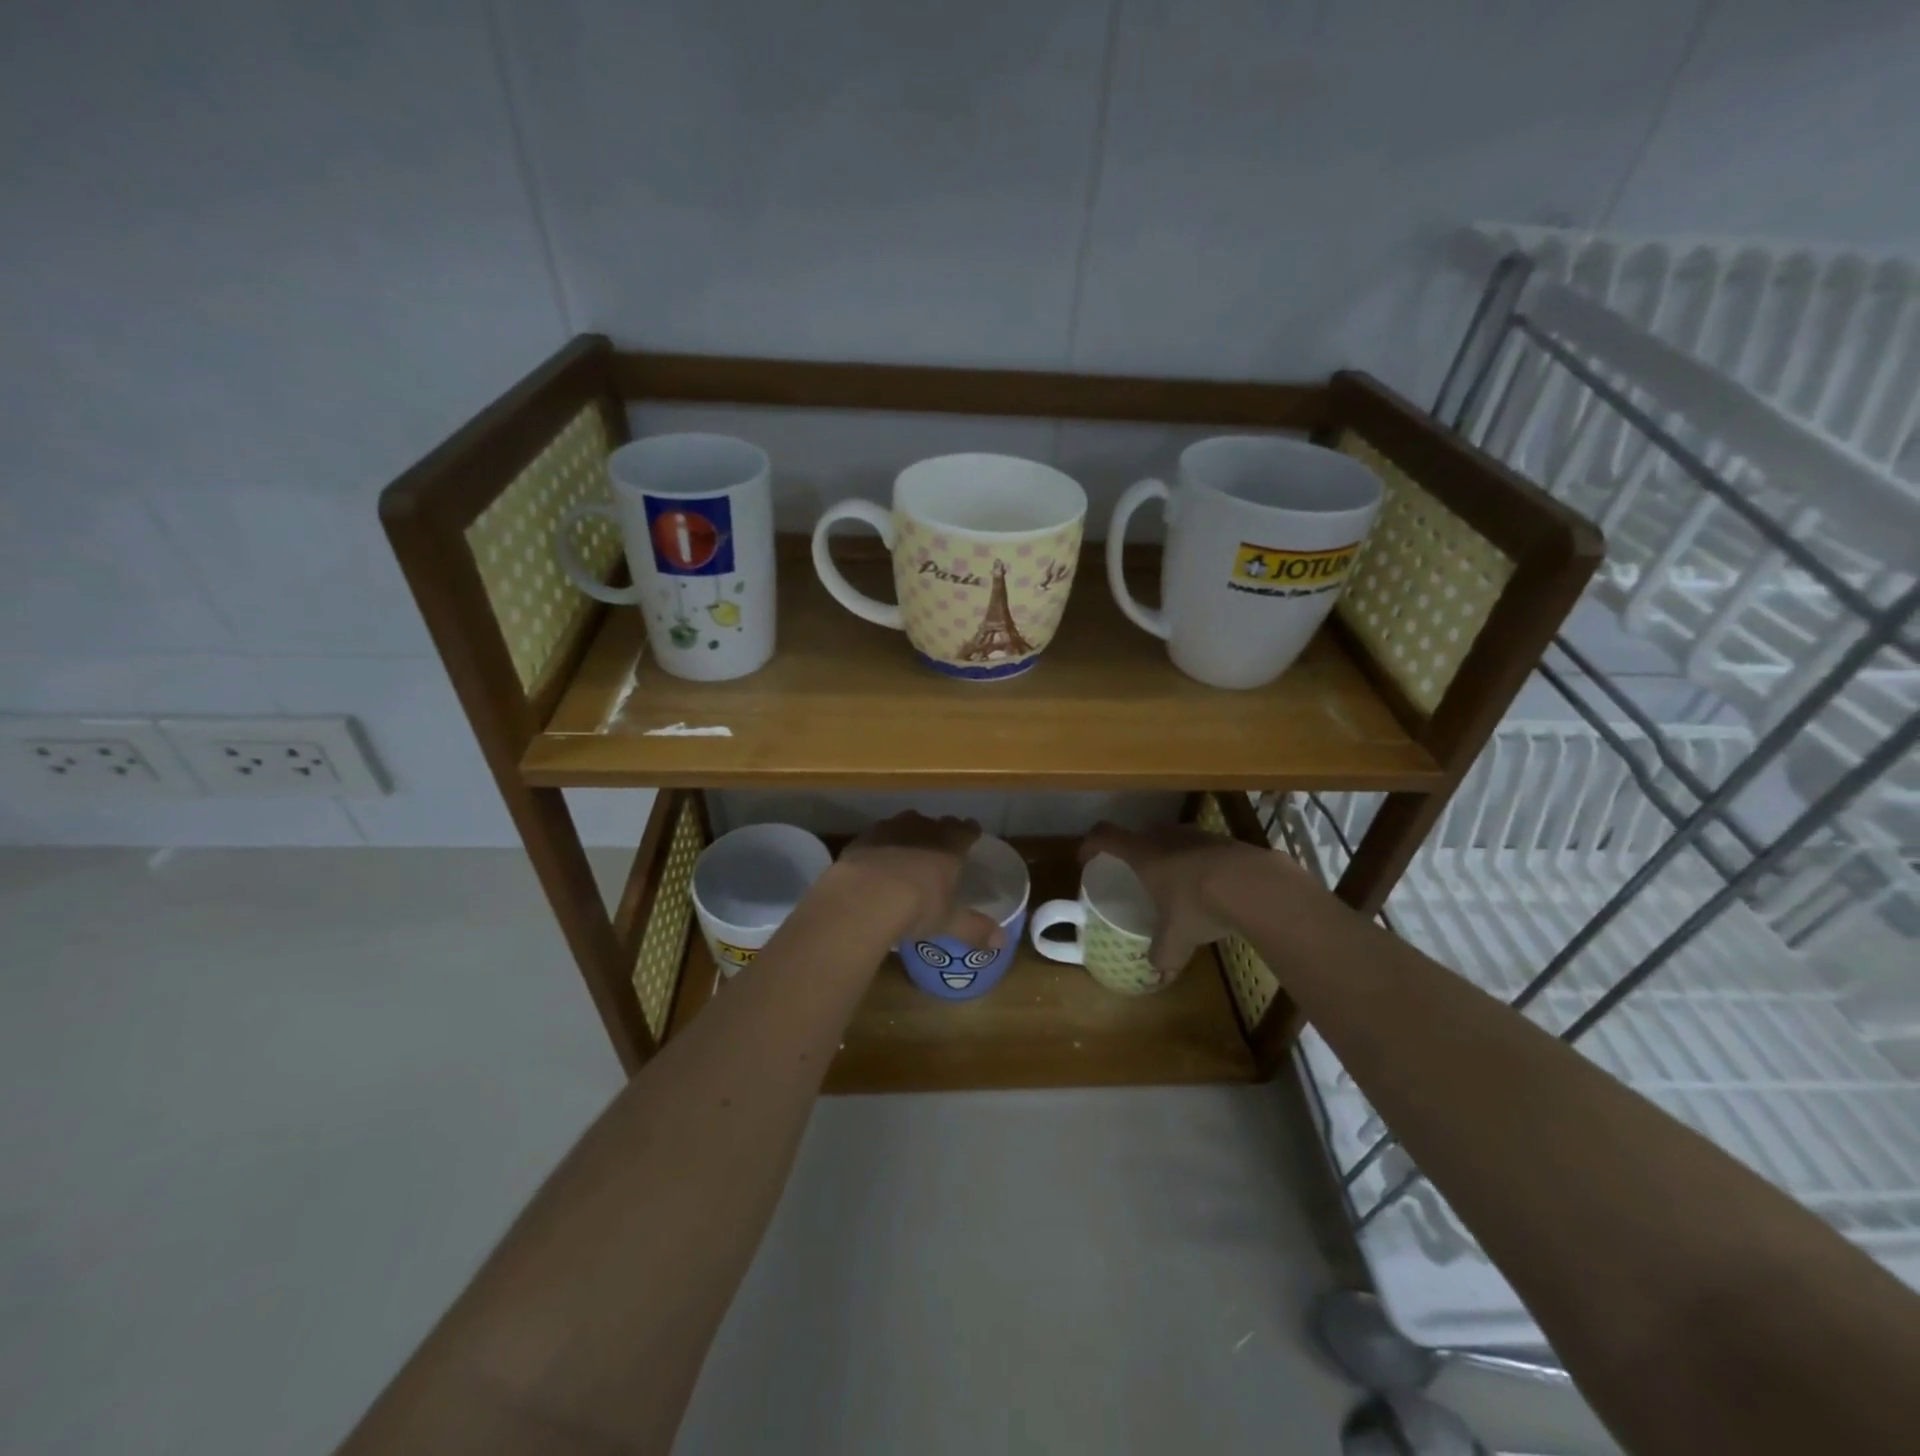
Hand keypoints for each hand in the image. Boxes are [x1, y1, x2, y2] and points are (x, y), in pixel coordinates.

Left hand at [828, 812, 1005, 949]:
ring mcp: (890, 830)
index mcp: (949, 847)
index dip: (970, 831)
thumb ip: (975, 929)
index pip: (965, 831)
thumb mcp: (948, 922)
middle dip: (940, 830)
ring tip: (910, 844)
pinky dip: (881, 842)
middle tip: (941, 841)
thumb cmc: (916, 907)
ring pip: (906, 822)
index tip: (972, 832)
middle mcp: (922, 830)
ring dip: (910, 830)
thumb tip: (1002, 942)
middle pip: (936, 823)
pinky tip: (878, 856)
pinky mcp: (863, 838)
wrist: (865, 897)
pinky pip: (877, 834)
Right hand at [1079, 820, 1294, 974]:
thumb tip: (1158, 969)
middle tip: (1136, 875)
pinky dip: (1199, 863)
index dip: (1091, 844)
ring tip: (1176, 883)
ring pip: (1172, 839)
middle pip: (1139, 834)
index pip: (1105, 835)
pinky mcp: (1225, 840)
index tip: (1086, 859)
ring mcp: (1197, 834)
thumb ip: (1162, 953)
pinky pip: (1201, 848)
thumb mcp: (1176, 938)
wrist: (1254, 884)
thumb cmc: (1198, 904)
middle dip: (1134, 852)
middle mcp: (1165, 836)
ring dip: (1169, 856)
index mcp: (1142, 853)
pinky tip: (1211, 888)